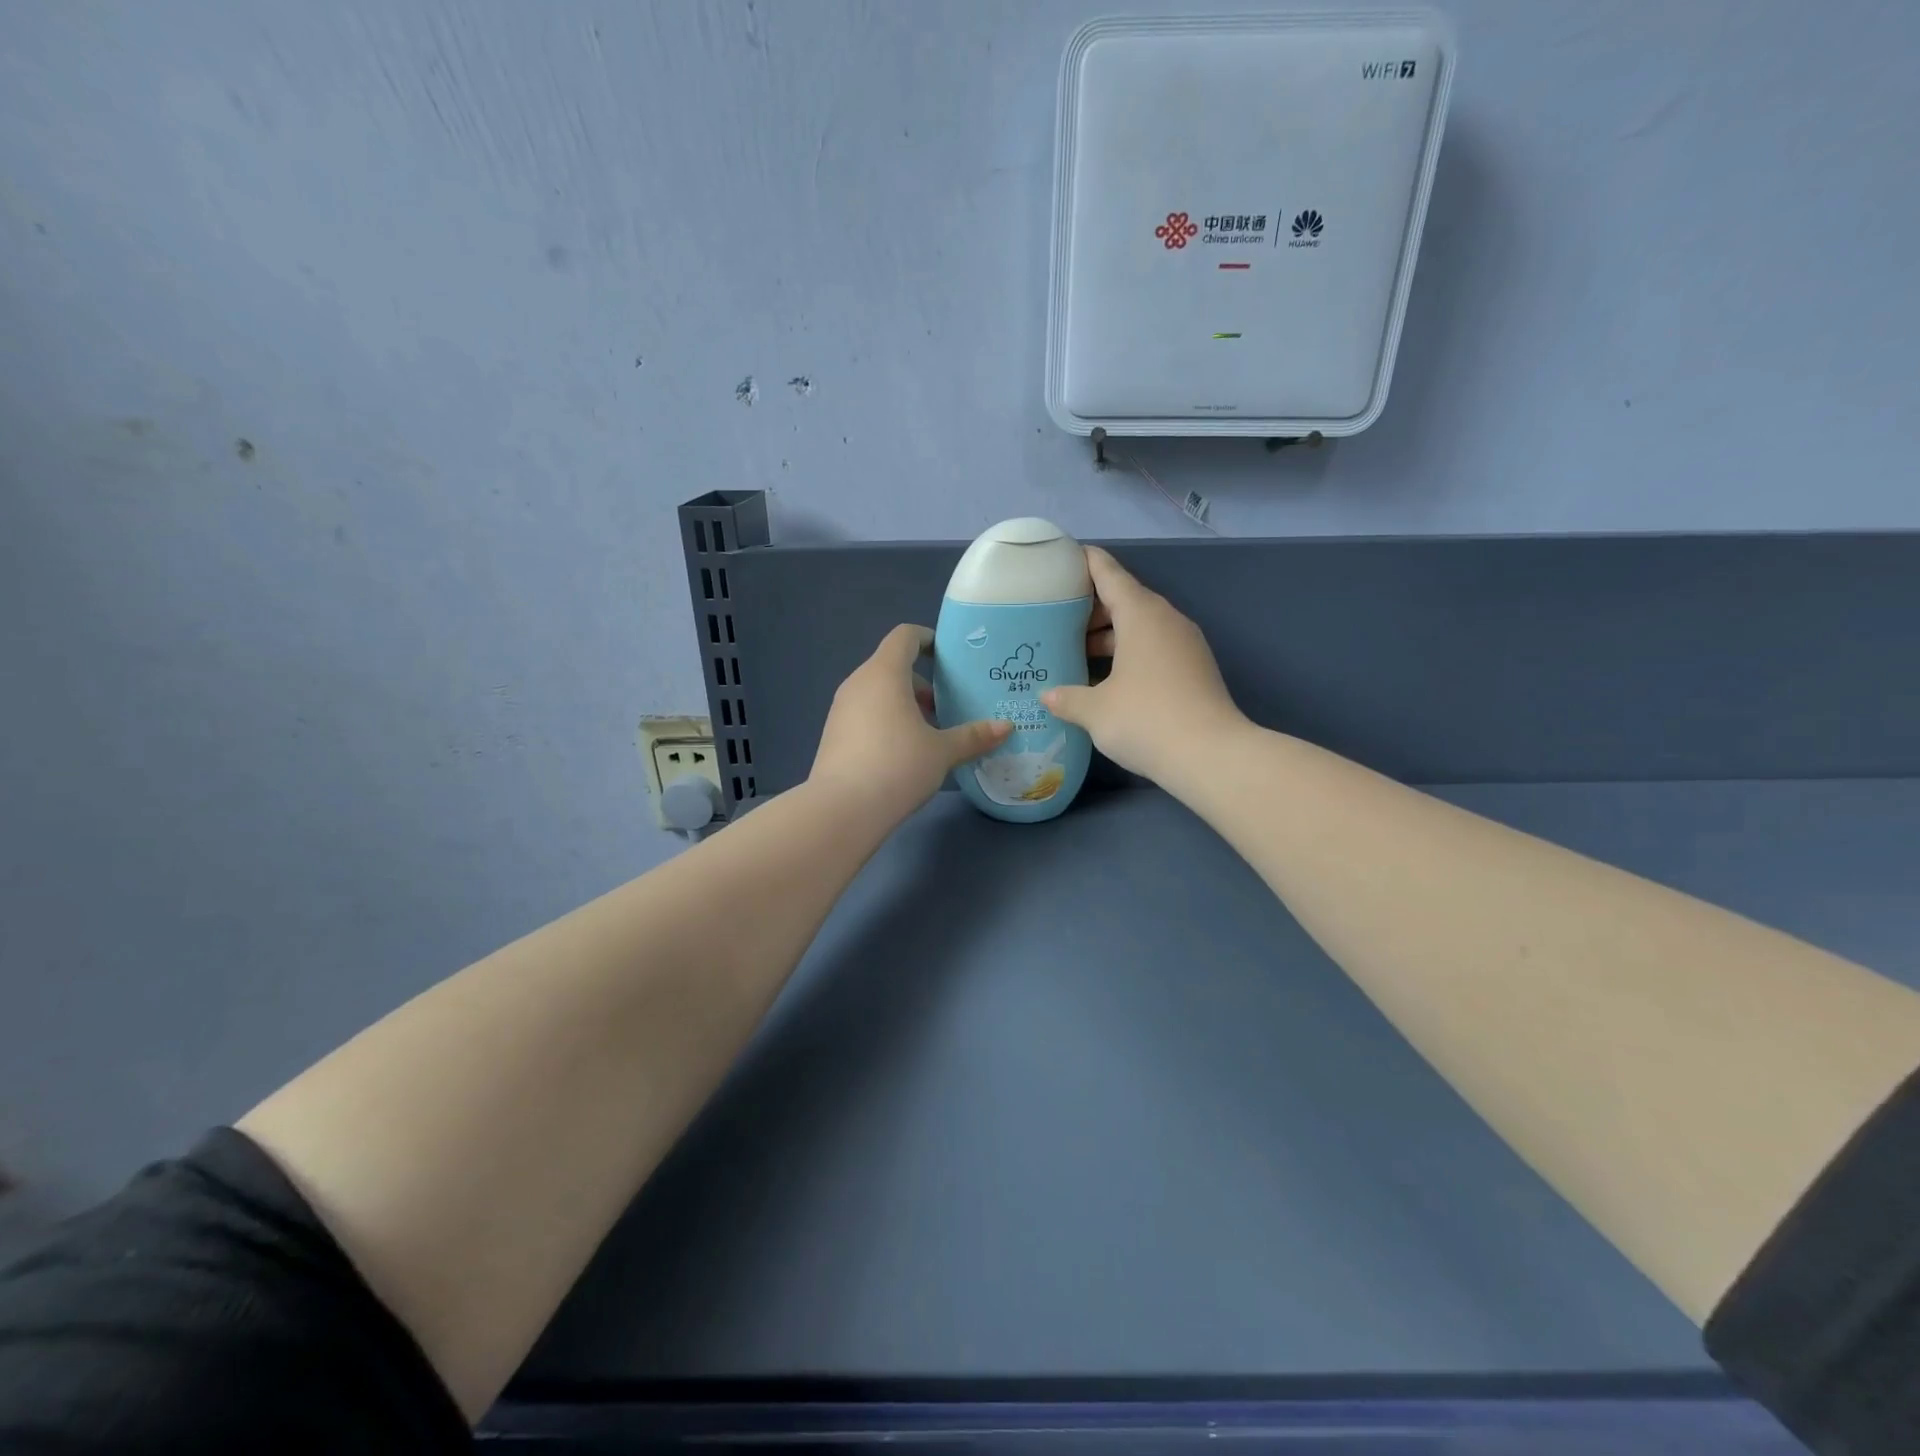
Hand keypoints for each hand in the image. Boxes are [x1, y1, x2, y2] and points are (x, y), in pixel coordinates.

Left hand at [809, 624, 1011, 824]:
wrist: (842, 809)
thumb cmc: (898, 766)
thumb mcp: (942, 752)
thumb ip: (973, 736)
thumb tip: (1006, 727)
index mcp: (884, 674)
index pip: (904, 637)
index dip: (928, 639)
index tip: (949, 656)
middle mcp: (858, 683)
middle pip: (891, 667)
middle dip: (922, 682)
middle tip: (948, 706)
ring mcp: (840, 710)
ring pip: (877, 694)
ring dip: (904, 705)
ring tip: (930, 734)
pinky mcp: (833, 736)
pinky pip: (865, 715)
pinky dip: (886, 722)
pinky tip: (904, 754)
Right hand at [1042, 546, 1244, 784]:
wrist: (1211, 757)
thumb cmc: (1146, 720)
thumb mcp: (1095, 710)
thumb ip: (1067, 698)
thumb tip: (1047, 696)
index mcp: (1141, 614)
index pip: (1107, 572)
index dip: (1082, 562)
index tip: (1058, 560)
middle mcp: (1165, 620)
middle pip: (1123, 599)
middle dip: (1089, 608)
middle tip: (1054, 620)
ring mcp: (1184, 644)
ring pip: (1139, 627)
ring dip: (1109, 636)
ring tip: (1074, 652)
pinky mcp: (1193, 668)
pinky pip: (1153, 647)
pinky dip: (1128, 653)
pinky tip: (1105, 678)